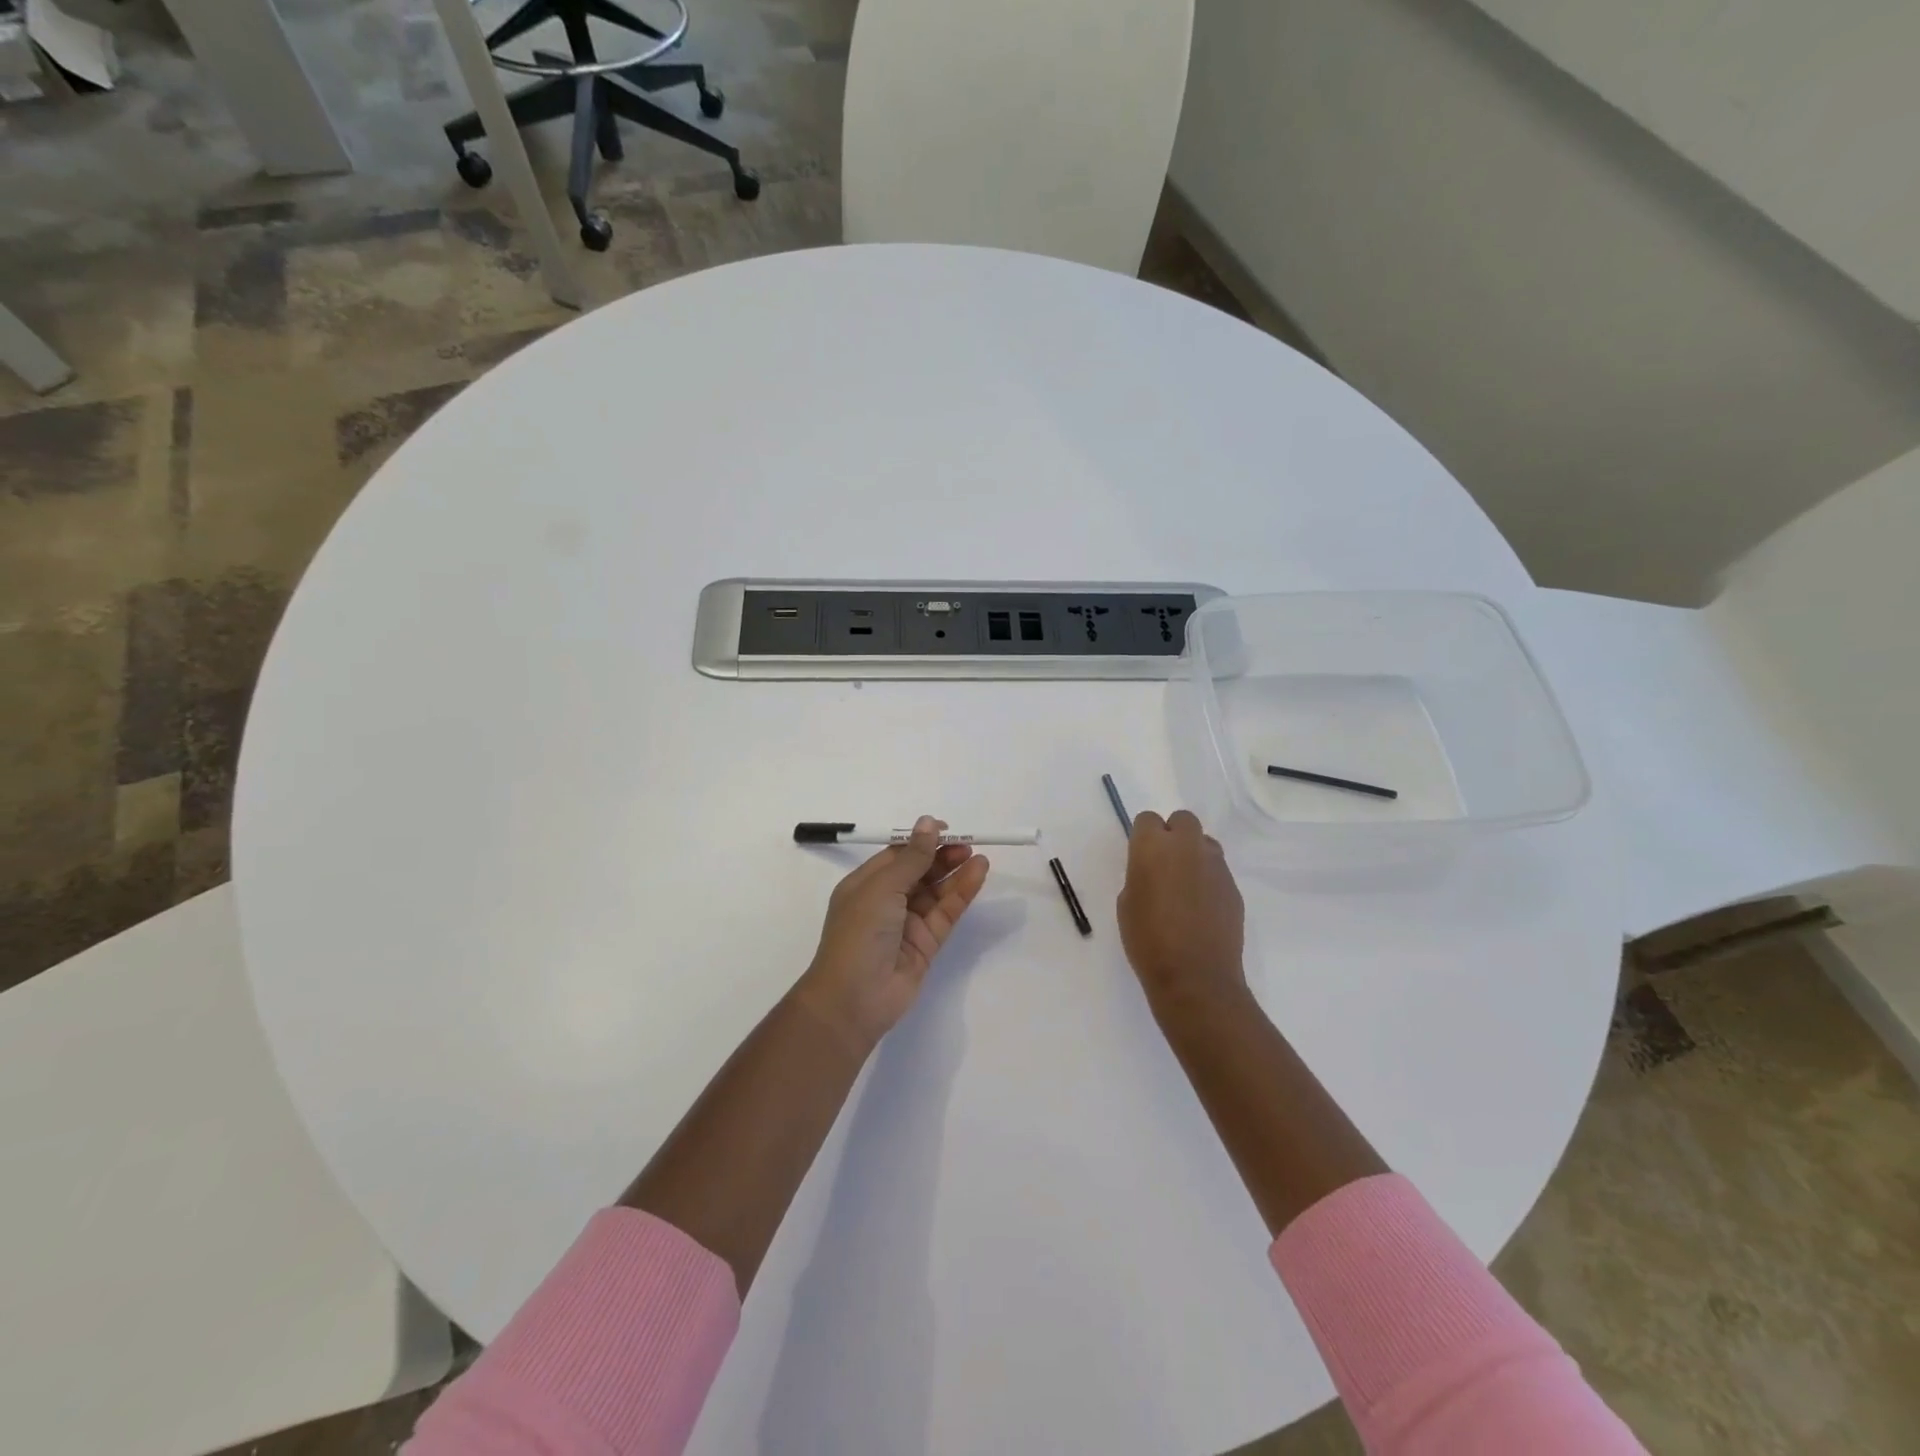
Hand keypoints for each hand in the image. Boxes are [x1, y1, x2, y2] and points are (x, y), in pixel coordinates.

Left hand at [795, 816, 991, 1052]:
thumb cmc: (860, 933)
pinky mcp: (926, 943)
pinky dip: (962, 893)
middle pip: (919, 871)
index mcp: (865, 884)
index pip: (897, 854)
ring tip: (978, 857)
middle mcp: (886, 901)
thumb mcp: (883, 887)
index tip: (946, 829)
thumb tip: (928, 822)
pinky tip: (978, 875)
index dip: (920, 840)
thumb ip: (912, 857)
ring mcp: (907, 923)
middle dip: (941, 856)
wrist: (855, 998)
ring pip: (936, 891)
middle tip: (966, 844)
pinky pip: (946, 912)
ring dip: (955, 873)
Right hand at [1117, 810, 1247, 1021]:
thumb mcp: (1127, 903)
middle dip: (1173, 835)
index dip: (1143, 836)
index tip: (1140, 857)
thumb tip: (1154, 872)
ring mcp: (1215, 865)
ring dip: (1193, 854)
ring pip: (1204, 843)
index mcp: (1153, 847)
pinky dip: (1208, 879)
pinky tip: (1201, 908)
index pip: (1147, 819)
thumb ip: (1140, 875)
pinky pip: (1218, 870)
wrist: (1195, 977)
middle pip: (1182, 820)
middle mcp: (1187, 846)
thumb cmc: (1148, 941)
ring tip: (1185, 885)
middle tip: (1164, 864)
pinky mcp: (1233, 886)